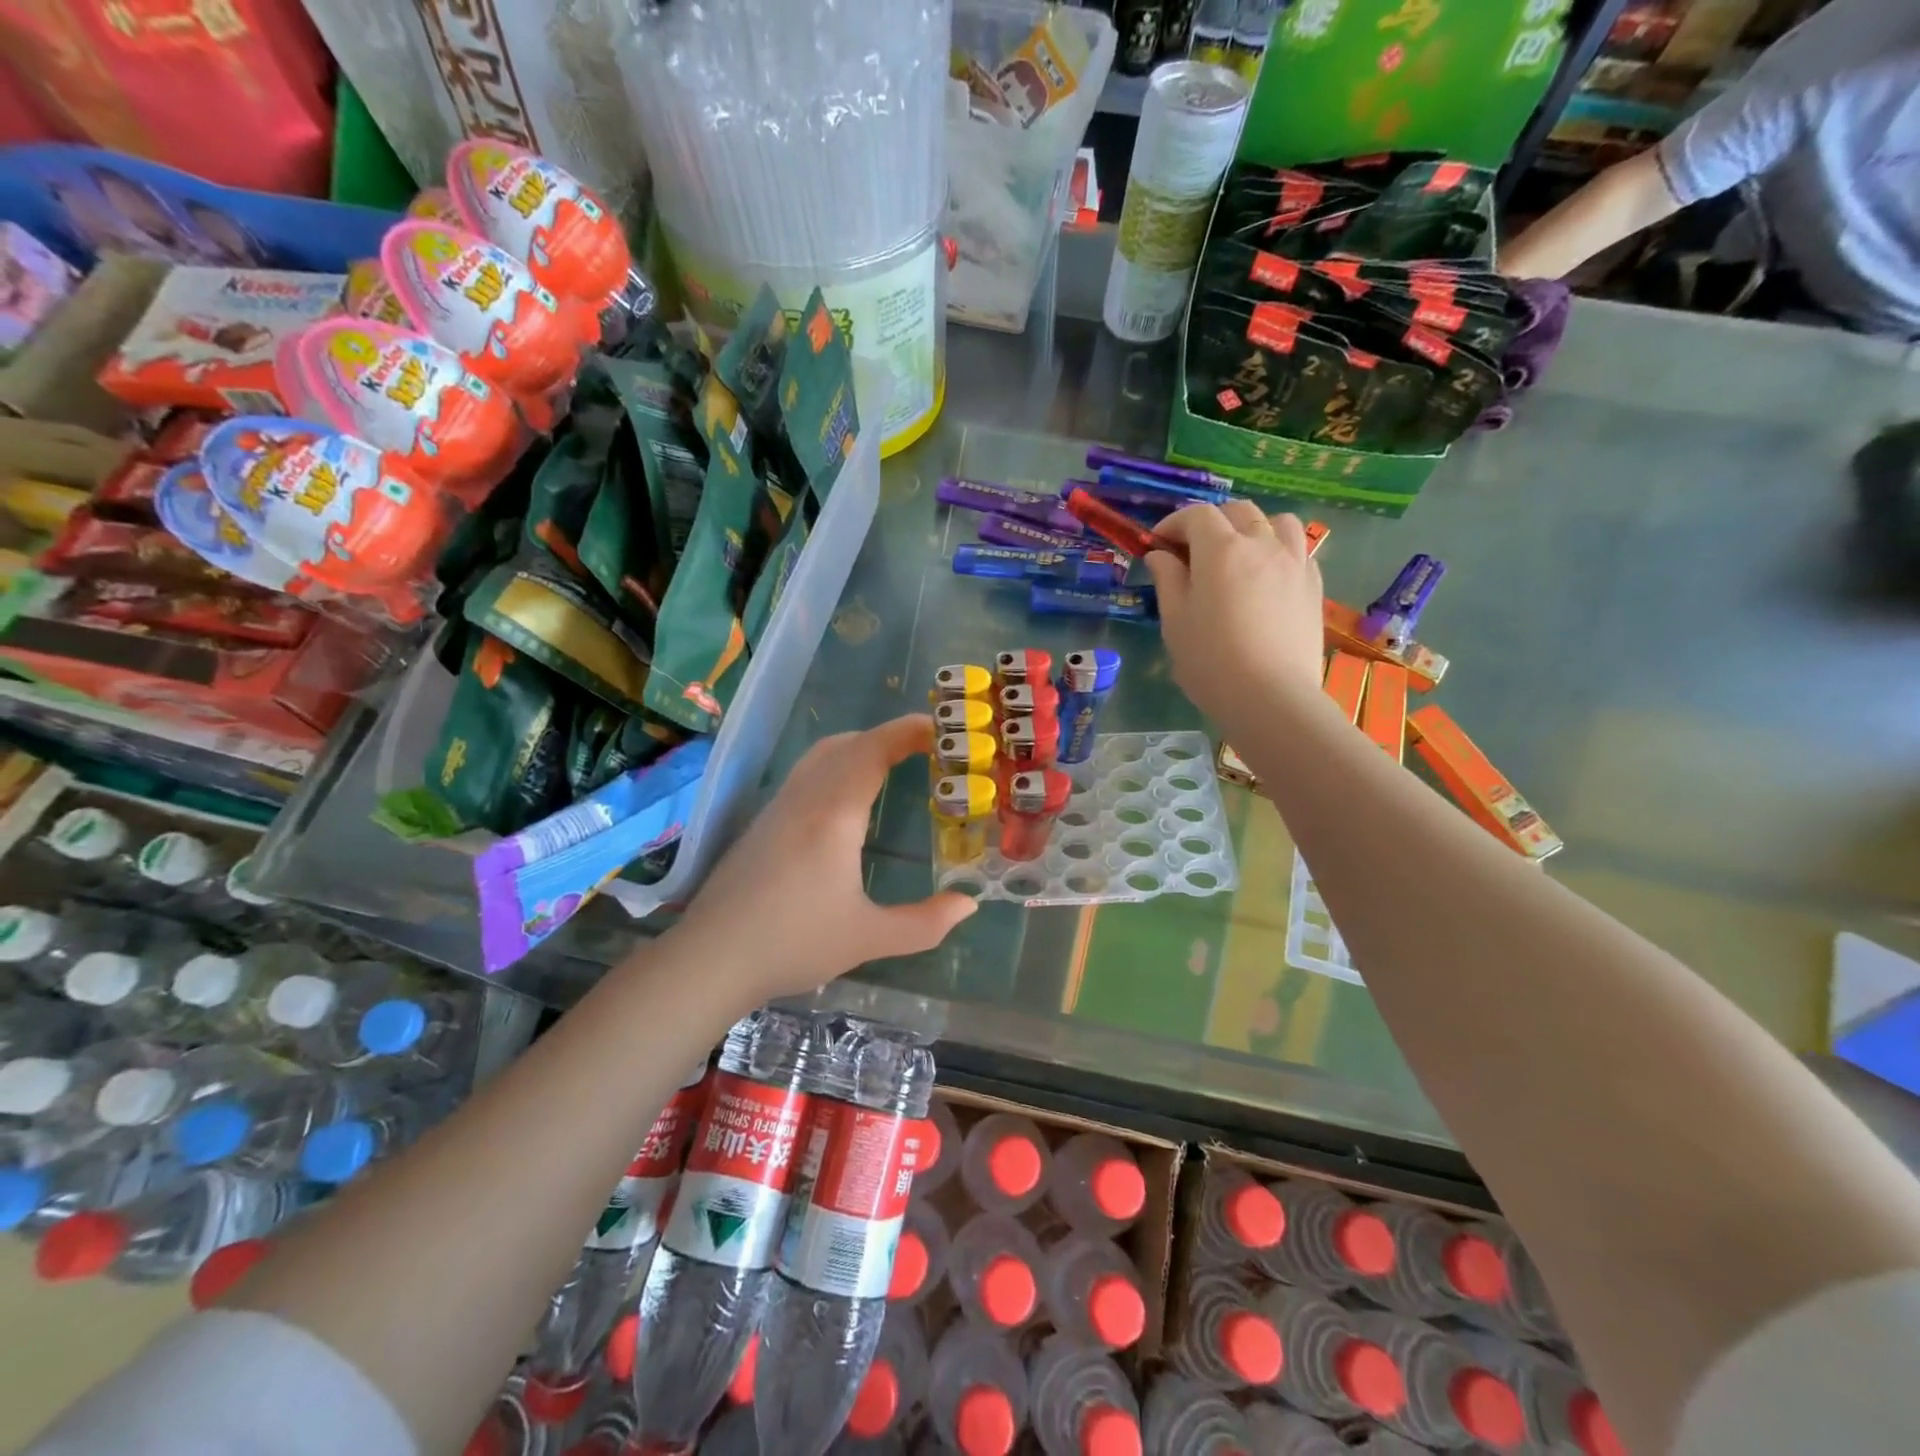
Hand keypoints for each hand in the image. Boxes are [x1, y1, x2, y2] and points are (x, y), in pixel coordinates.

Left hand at [670, 714, 976, 1003]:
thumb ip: (924, 923)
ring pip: (822, 755)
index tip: (941, 728)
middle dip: (889, 736)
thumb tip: (969, 905)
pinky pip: (806, 773)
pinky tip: (847, 799)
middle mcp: (805, 799)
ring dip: (860, 746)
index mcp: (834, 815)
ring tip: (892, 764)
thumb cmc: (793, 945)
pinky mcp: (763, 822)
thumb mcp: (868, 939)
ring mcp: (779, 807)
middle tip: (927, 749)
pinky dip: (837, 764)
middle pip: (848, 744)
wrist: (711, 959)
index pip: (873, 751)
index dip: (907, 732)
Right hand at [1145, 502, 1323, 724]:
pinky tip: (1266, 578)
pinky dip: (1278, 551)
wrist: (1271, 697)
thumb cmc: (1210, 661)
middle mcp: (1261, 544)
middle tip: (1192, 552)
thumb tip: (1161, 555)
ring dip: (1253, 529)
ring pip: (1276, 522)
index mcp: (1220, 550)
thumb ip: (1168, 579)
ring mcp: (1294, 562)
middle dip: (1210, 523)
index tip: (1158, 544)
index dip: (1173, 523)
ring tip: (1239, 555)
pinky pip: (1298, 550)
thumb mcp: (1175, 621)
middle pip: (1237, 512)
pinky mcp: (1313, 584)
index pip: (1196, 515)